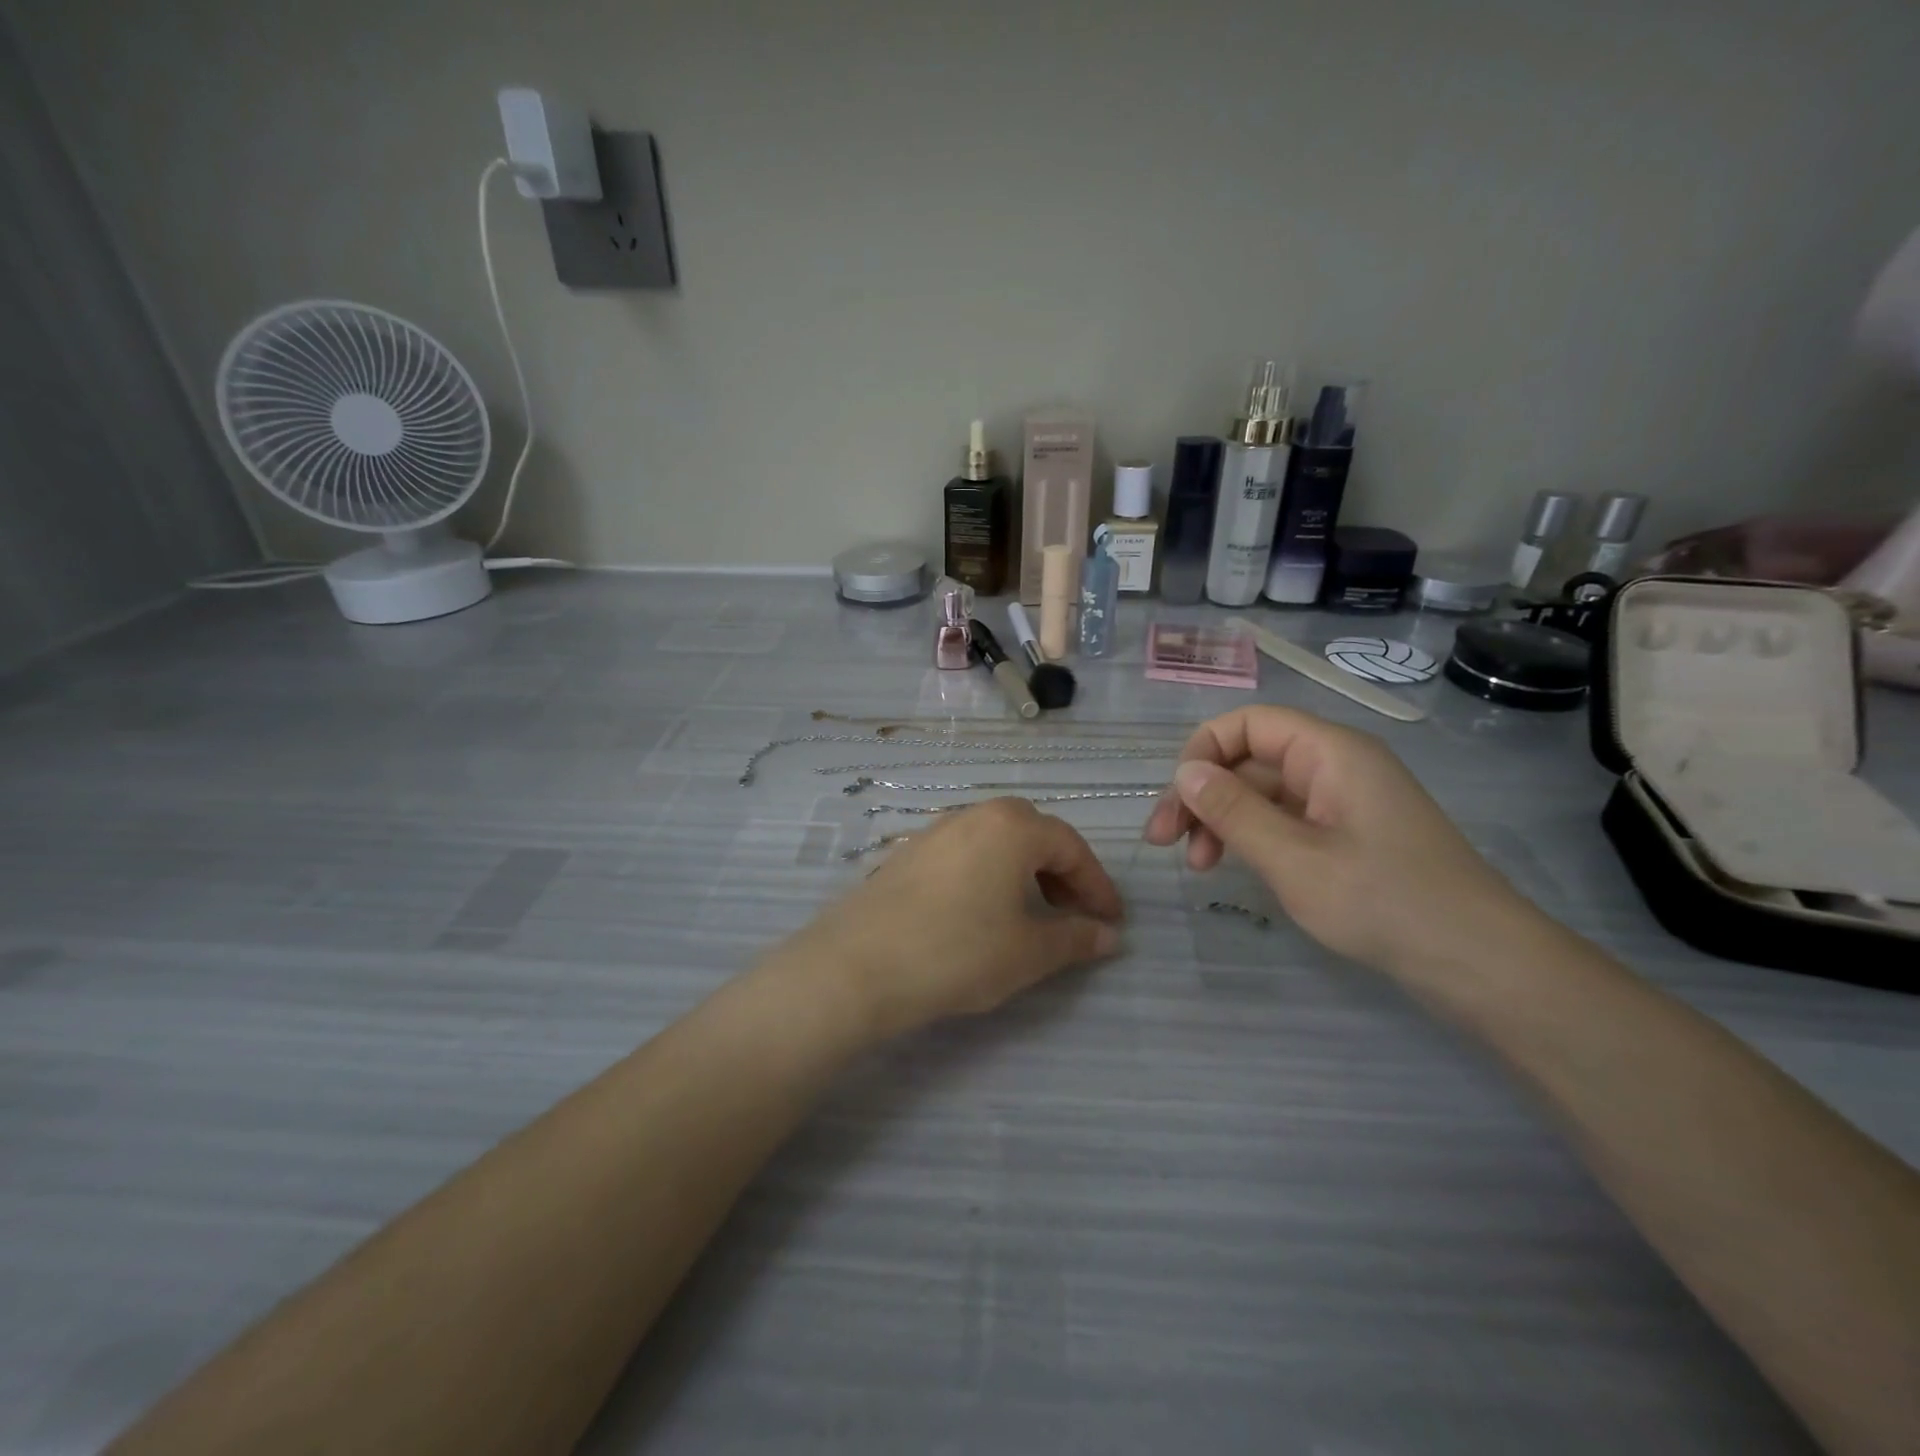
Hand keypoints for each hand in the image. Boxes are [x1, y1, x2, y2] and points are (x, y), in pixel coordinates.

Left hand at [784, 799, 1125, 1040]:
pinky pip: (965, 854)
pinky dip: (989, 875)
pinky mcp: (907, 853)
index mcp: (1012, 827)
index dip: (1097, 885)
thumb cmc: (958, 952)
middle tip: (1072, 914)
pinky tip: (982, 913)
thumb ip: (1075, 939)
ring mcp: (935, 831)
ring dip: (1024, 873)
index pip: (1071, 847)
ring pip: (996, 842)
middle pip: (1033, 835)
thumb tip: (1108, 936)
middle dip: (1061, 873)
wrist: (858, 965)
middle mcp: (974, 815)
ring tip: (1031, 916)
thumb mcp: (1028, 952)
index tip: (1111, 922)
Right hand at [1142, 706, 1536, 974]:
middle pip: (1250, 759)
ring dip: (1222, 820)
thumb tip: (1184, 772)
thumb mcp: (1294, 858)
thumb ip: (1233, 811)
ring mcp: (1344, 801)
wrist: (1480, 963)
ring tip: (1197, 866)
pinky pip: (1286, 819)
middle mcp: (1336, 765)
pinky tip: (1234, 868)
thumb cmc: (1384, 902)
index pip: (1248, 724)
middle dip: (1203, 793)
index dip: (1203, 752)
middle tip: (1163, 842)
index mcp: (1331, 752)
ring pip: (1263, 792)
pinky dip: (1252, 838)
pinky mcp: (1348, 835)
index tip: (1176, 802)